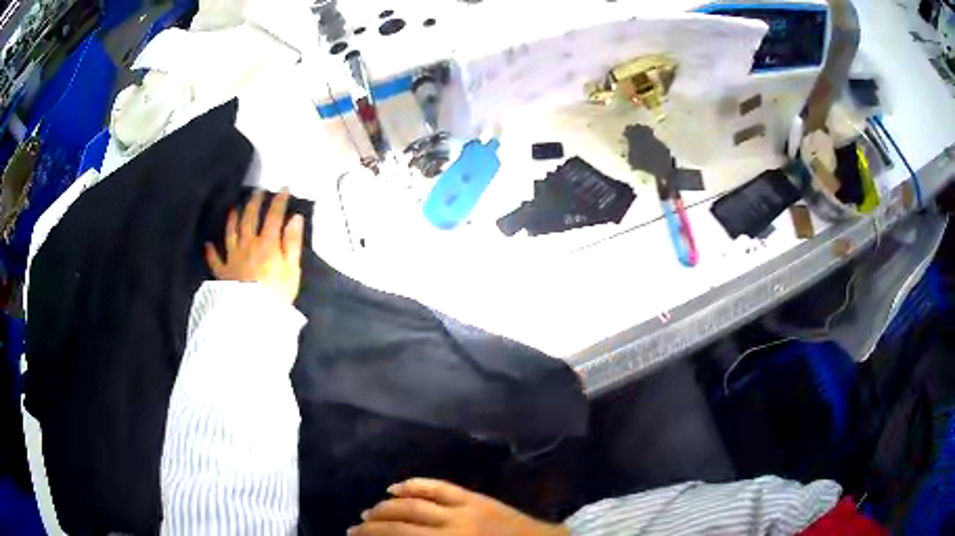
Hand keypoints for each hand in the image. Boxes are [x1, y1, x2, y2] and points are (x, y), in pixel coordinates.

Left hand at [206, 189, 303, 302]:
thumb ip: (292, 242)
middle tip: (257, 192)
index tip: (284, 188)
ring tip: (234, 208)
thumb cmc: (277, 295)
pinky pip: (215, 260)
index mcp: (267, 244)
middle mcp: (248, 245)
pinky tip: (208, 244)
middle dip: (254, 203)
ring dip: (233, 218)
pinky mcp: (223, 273)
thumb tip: (295, 218)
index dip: (279, 201)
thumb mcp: (292, 269)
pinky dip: (210, 251)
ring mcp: (233, 257)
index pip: (273, 216)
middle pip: (249, 219)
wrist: (253, 316)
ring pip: (231, 232)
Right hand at [349, 479, 568, 535]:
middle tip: (355, 528)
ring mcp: (463, 511)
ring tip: (368, 511)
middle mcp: (450, 531)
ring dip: (386, 507)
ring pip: (414, 505)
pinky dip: (414, 485)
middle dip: (373, 527)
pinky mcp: (475, 499)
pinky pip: (438, 487)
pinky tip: (396, 487)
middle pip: (401, 526)